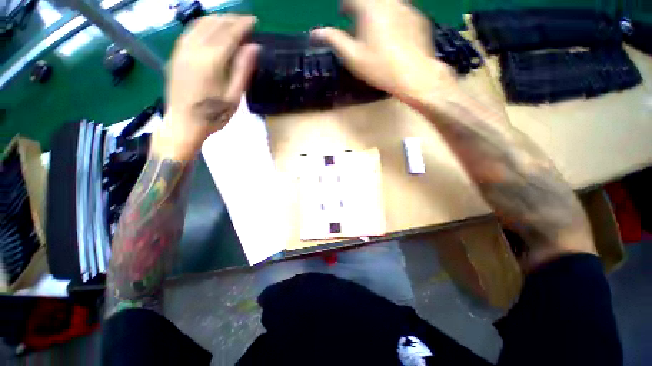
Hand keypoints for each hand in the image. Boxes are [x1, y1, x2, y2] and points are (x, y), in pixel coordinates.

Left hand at [156, 15, 259, 159]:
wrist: (183, 124)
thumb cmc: (213, 115)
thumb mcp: (234, 96)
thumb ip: (242, 69)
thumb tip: (253, 47)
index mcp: (211, 60)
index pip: (229, 33)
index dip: (243, 25)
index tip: (254, 21)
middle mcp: (194, 49)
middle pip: (214, 24)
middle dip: (231, 19)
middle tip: (246, 22)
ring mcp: (182, 50)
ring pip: (200, 23)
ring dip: (218, 19)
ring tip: (231, 23)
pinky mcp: (176, 55)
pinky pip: (190, 31)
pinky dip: (204, 25)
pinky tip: (212, 29)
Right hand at [311, 0, 454, 100]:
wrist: (414, 75)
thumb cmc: (380, 67)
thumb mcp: (353, 57)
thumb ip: (334, 40)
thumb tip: (315, 32)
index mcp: (370, 8)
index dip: (345, 6)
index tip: (343, 14)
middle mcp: (389, 2)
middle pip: (371, 1)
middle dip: (361, 9)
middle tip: (358, 22)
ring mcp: (406, 7)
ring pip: (387, 5)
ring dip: (377, 12)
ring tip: (375, 30)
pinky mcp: (418, 18)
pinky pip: (401, 12)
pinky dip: (393, 18)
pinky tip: (393, 36)